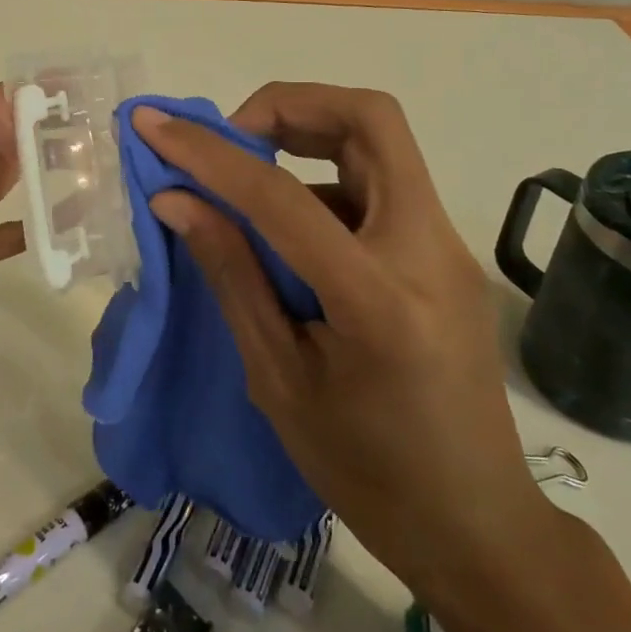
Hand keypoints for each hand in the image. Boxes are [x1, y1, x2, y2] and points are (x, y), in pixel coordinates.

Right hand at [131, 83, 548, 590]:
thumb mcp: (278, 380)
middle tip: (231, 138)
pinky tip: (291, 230)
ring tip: (249, 175)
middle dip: (288, 106)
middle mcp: (429, 250)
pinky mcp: (448, 254)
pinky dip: (326, 178)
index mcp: (378, 299)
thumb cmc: (366, 472)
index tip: (153, 125)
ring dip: (308, 134)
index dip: (208, 153)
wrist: (476, 525)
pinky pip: (382, 185)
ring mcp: (449, 247)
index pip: (281, 197)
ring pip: (381, 142)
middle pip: (370, 119)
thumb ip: (232, 275)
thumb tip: (177, 200)